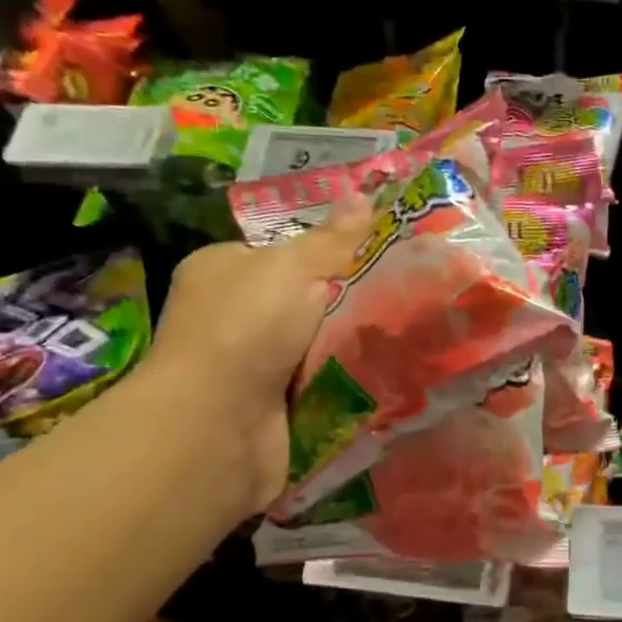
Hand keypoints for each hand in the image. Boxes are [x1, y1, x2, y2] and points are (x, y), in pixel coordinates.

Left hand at [143, 202, 371, 504]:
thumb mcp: (292, 267)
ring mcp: (249, 365)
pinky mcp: (272, 406)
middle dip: (346, 300)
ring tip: (404, 330)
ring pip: (317, 344)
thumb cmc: (245, 328)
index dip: (326, 250)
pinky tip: (384, 370)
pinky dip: (345, 380)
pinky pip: (320, 383)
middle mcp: (231, 316)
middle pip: (304, 299)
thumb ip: (332, 238)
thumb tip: (365, 196)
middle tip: (400, 291)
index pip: (281, 252)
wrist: (218, 425)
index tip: (373, 251)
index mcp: (222, 271)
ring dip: (350, 343)